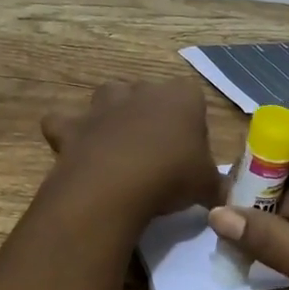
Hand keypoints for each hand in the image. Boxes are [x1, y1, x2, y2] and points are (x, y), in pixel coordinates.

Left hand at [41, 78, 226, 221]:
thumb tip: (224, 198)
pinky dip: (67, 133)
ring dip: (111, 114)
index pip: (192, 97)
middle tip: (157, 152)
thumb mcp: (206, 186)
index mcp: (181, 97)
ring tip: (118, 146)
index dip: (192, 122)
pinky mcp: (73, 125)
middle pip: (149, 94)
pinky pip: (64, 122)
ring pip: (108, 96)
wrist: (116, 186)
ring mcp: (103, 105)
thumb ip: (216, 187)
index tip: (191, 150)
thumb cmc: (172, 176)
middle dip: (151, 115)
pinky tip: (76, 152)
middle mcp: (141, 91)